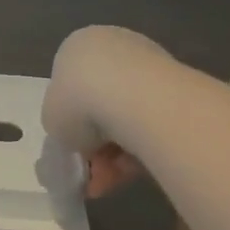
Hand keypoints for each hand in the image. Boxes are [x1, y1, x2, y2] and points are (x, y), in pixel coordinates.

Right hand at [43, 26, 166, 197]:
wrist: (134, 97)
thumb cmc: (79, 101)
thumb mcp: (52, 119)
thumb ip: (62, 124)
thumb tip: (81, 134)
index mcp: (78, 47)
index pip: (71, 87)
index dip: (70, 124)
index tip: (74, 151)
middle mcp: (114, 48)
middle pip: (101, 105)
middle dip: (97, 144)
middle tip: (93, 173)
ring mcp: (148, 65)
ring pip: (127, 118)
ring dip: (117, 154)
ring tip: (111, 182)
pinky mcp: (177, 86)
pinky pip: (152, 123)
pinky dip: (142, 149)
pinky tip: (132, 174)